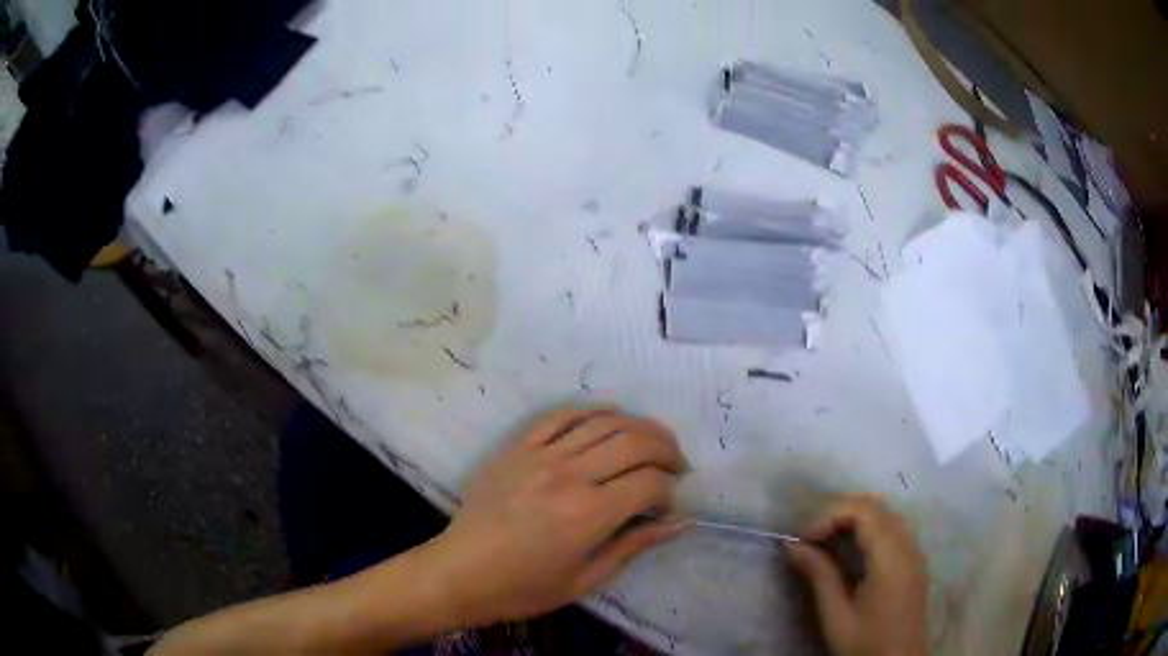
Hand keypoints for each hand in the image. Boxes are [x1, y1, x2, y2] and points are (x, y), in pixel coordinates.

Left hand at [424, 406, 689, 626]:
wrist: (459, 572)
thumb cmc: (524, 588)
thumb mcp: (586, 578)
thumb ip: (635, 544)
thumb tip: (681, 522)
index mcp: (587, 514)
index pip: (649, 483)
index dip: (669, 491)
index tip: (667, 506)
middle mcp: (569, 475)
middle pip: (634, 442)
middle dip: (666, 449)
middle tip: (677, 465)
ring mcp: (540, 455)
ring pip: (603, 422)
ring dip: (638, 426)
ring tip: (653, 442)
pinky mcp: (517, 447)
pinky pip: (560, 415)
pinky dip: (592, 410)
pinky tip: (610, 416)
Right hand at [786, 494, 928, 655]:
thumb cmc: (866, 646)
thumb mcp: (836, 618)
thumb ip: (820, 577)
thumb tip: (793, 545)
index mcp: (891, 560)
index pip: (864, 511)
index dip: (829, 515)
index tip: (802, 538)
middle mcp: (908, 547)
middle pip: (876, 505)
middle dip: (839, 512)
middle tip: (809, 536)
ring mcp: (915, 552)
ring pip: (885, 513)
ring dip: (853, 517)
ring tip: (824, 541)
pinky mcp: (914, 561)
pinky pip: (892, 527)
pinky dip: (867, 527)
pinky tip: (849, 550)